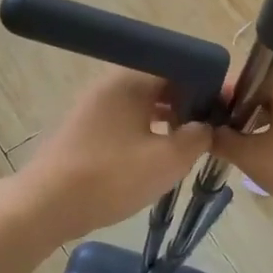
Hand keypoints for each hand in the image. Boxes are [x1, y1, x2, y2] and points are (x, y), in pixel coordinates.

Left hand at [17, 68, 212, 242]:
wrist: (47, 205)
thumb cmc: (112, 177)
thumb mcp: (168, 160)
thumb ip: (196, 137)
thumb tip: (205, 126)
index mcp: (132, 80)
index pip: (180, 68)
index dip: (207, 87)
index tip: (225, 110)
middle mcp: (110, 84)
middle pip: (160, 85)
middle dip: (188, 106)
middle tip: (209, 133)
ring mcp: (94, 107)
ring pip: (143, 106)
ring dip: (167, 122)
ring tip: (187, 148)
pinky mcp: (84, 130)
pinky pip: (125, 123)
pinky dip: (146, 134)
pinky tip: (156, 158)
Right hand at [211, 67, 272, 222]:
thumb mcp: (256, 159)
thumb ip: (224, 142)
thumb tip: (205, 131)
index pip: (233, 78)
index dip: (212, 102)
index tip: (201, 128)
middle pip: (258, 91)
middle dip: (238, 117)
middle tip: (225, 146)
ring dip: (262, 127)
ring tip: (252, 157)